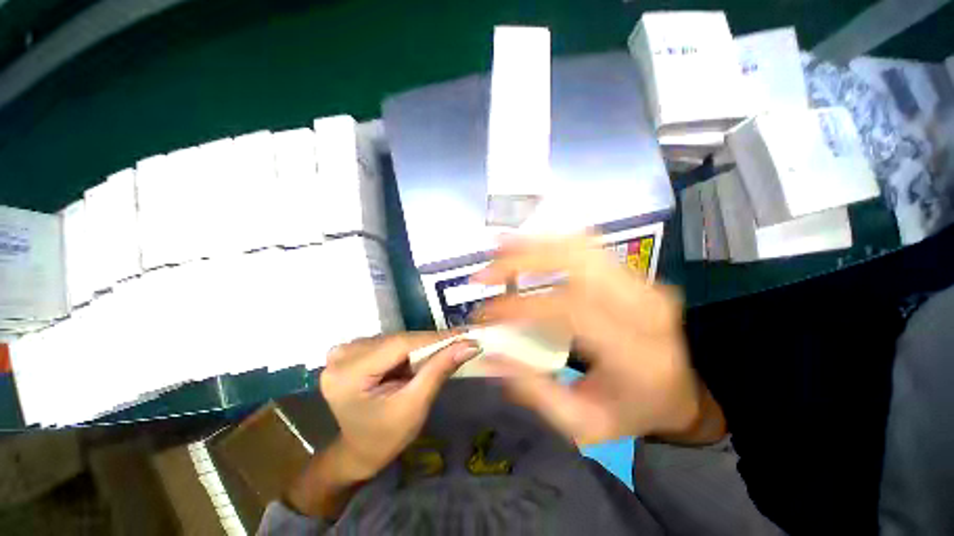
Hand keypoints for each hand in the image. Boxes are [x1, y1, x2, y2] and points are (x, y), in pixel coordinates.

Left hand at [320, 333, 479, 479]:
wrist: (359, 451)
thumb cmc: (385, 438)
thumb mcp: (414, 406)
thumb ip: (439, 370)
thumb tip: (469, 345)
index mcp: (348, 374)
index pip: (400, 345)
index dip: (435, 338)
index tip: (465, 335)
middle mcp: (342, 355)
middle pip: (398, 340)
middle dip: (430, 343)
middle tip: (461, 342)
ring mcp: (345, 351)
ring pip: (396, 339)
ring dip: (422, 344)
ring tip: (447, 347)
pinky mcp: (352, 351)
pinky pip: (390, 342)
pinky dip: (410, 348)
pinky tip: (424, 354)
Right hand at [472, 235, 700, 443]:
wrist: (679, 393)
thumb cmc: (632, 412)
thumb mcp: (582, 423)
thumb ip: (535, 391)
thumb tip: (491, 356)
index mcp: (635, 351)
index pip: (568, 310)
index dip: (521, 306)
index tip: (486, 311)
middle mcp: (643, 307)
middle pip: (577, 263)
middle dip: (523, 260)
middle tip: (487, 270)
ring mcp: (643, 283)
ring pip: (583, 246)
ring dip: (537, 243)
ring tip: (501, 247)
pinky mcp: (635, 275)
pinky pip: (591, 247)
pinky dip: (556, 241)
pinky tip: (530, 245)